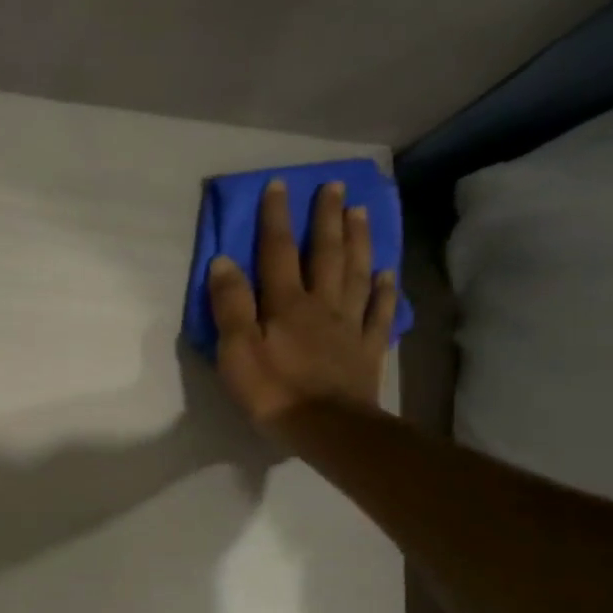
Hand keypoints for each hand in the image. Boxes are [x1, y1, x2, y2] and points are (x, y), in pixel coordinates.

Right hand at [208, 179, 397, 428]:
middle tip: (334, 186)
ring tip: (361, 212)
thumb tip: (224, 261)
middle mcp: (321, 304)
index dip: (276, 218)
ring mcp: (349, 325)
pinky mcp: (366, 348)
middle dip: (326, 218)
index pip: (278, 251)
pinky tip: (388, 273)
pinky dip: (385, 289)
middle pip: (326, 253)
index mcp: (286, 303)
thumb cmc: (273, 391)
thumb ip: (230, 305)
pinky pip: (379, 311)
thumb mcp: (236, 349)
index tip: (279, 185)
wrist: (327, 427)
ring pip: (356, 273)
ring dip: (358, 240)